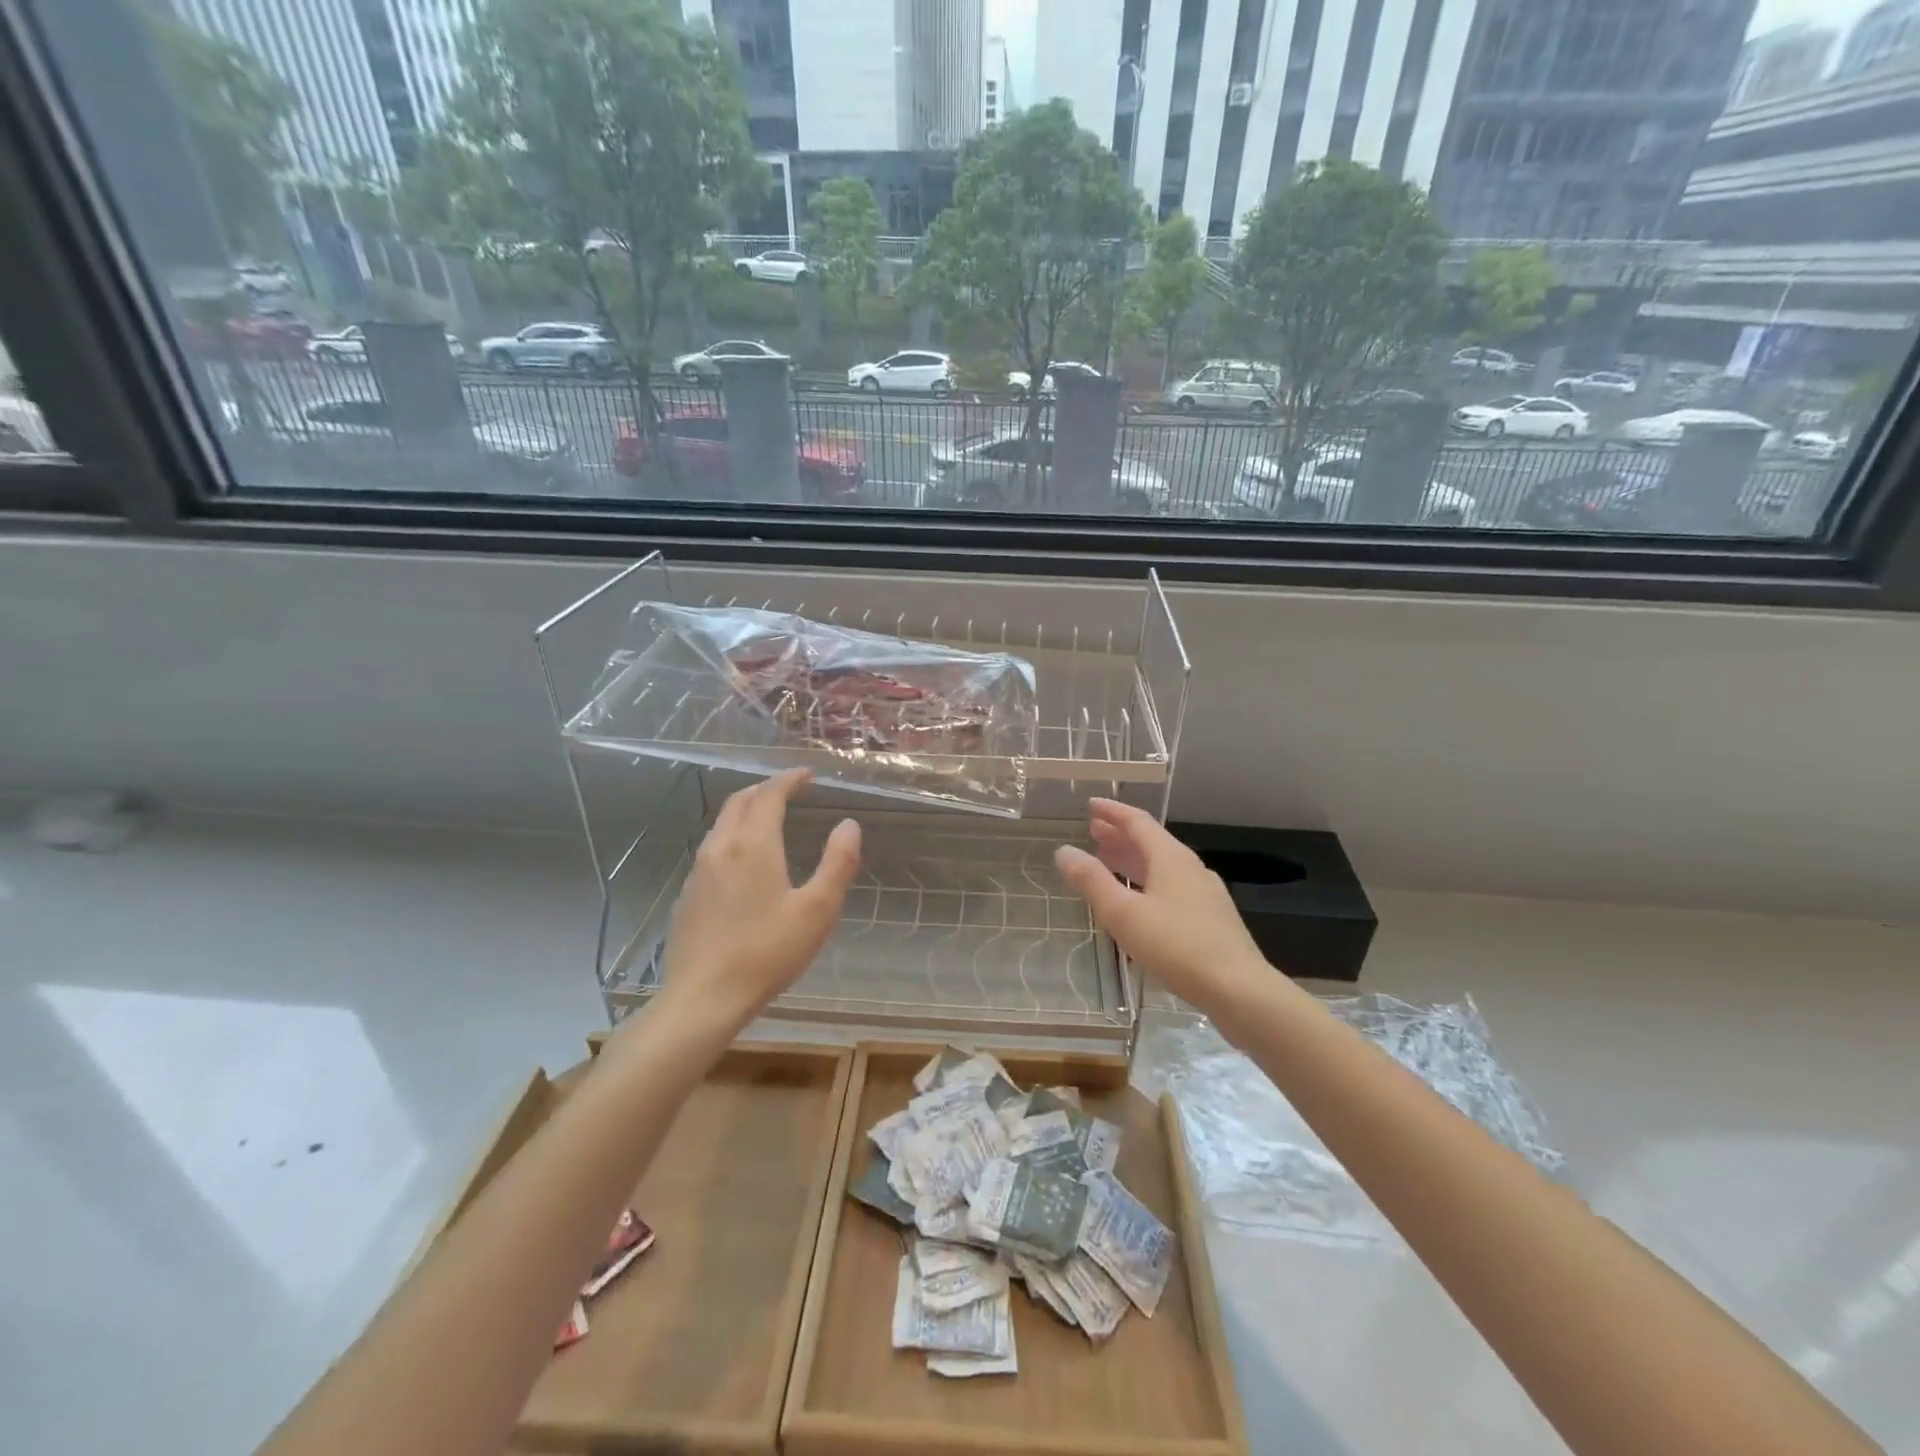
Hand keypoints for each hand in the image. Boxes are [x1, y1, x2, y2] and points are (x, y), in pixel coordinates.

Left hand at [659, 769, 860, 1032]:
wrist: (702, 998)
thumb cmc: (767, 952)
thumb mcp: (817, 910)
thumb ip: (837, 863)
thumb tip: (849, 824)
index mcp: (753, 845)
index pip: (770, 794)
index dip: (790, 779)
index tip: (809, 776)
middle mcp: (721, 847)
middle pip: (740, 801)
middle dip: (766, 789)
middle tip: (791, 790)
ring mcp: (699, 871)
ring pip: (722, 824)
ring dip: (747, 810)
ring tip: (770, 818)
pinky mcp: (688, 894)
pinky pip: (712, 848)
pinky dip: (733, 836)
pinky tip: (744, 861)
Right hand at [1055, 799, 1270, 1020]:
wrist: (1239, 989)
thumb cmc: (1177, 946)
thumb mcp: (1124, 914)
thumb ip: (1092, 881)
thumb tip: (1064, 851)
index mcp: (1170, 858)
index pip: (1137, 821)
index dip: (1112, 812)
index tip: (1090, 805)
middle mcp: (1190, 868)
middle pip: (1151, 842)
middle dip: (1120, 835)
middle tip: (1093, 832)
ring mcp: (1204, 893)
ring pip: (1162, 865)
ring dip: (1133, 859)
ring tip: (1108, 862)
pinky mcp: (1211, 918)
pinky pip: (1172, 886)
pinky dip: (1148, 881)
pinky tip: (1140, 902)